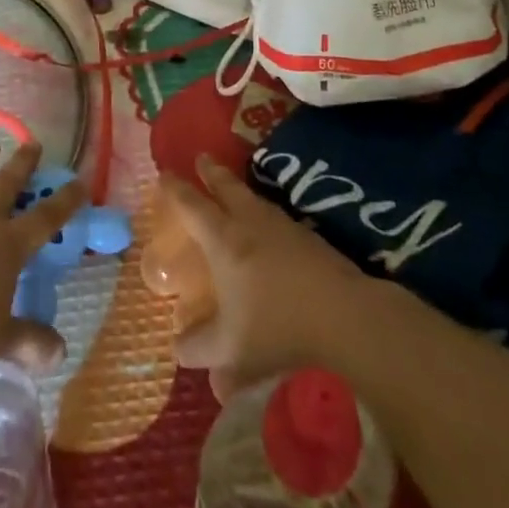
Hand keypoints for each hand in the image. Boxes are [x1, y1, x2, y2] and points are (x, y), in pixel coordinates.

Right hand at [164, 154, 371, 399]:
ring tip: (234, 189)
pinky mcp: (310, 238)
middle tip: (201, 158)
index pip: (192, 206)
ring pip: (254, 198)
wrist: (344, 317)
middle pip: (227, 187)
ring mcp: (283, 227)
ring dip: (239, 189)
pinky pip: (276, 216)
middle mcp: (250, 223)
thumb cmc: (278, 329)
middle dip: (211, 172)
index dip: (176, 189)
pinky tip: (269, 226)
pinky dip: (264, 212)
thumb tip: (179, 345)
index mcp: (223, 240)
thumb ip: (198, 347)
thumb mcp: (228, 349)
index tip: (164, 174)